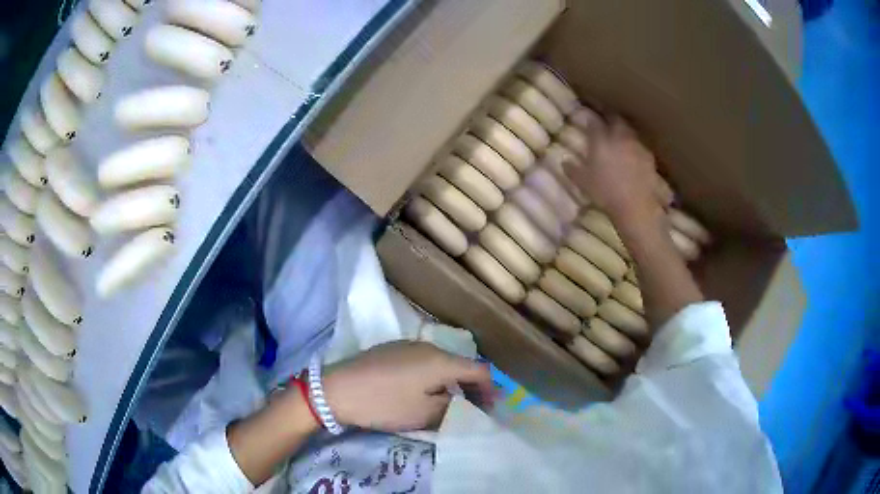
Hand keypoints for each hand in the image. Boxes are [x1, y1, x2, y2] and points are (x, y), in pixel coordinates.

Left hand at [323, 341, 494, 431]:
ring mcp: (407, 346)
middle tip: (472, 409)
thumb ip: (454, 407)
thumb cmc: (384, 403)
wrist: (336, 390)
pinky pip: (422, 362)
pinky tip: (421, 391)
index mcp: (441, 360)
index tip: (490, 410)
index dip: (489, 390)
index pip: (479, 370)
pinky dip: (432, 377)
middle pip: (460, 365)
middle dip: (471, 388)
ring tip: (449, 403)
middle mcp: (428, 347)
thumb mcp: (425, 413)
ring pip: (441, 363)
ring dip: (451, 382)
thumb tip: (468, 404)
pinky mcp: (391, 350)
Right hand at [564, 116, 667, 223]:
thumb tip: (564, 162)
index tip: (587, 119)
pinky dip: (635, 147)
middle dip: (610, 118)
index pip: (594, 121)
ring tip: (620, 139)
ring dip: (624, 132)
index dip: (590, 119)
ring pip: (629, 131)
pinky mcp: (649, 156)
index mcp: (601, 140)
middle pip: (615, 119)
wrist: (635, 205)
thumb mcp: (584, 183)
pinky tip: (634, 156)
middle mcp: (619, 137)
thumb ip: (573, 170)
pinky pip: (640, 146)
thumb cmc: (605, 193)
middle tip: (606, 122)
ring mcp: (636, 145)